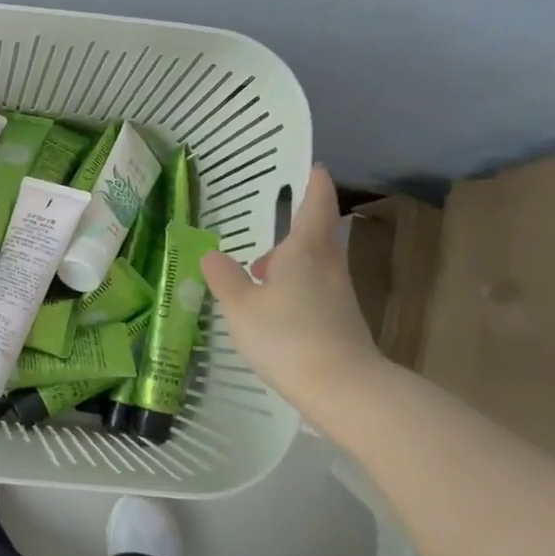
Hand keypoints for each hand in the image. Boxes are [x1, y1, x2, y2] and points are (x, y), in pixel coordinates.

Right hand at [201, 164, 389, 423]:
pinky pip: (316, 289)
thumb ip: (224, 278)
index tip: (315, 167)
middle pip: (318, 235)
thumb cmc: (286, 336)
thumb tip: (211, 254)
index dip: (315, 184)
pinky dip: (295, 287)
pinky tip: (274, 309)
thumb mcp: (241, 306)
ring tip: (259, 274)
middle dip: (297, 228)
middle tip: (271, 228)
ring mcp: (339, 294)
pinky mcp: (341, 320)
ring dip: (291, 261)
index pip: (316, 205)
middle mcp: (328, 265)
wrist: (343, 388)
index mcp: (305, 251)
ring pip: (315, 264)